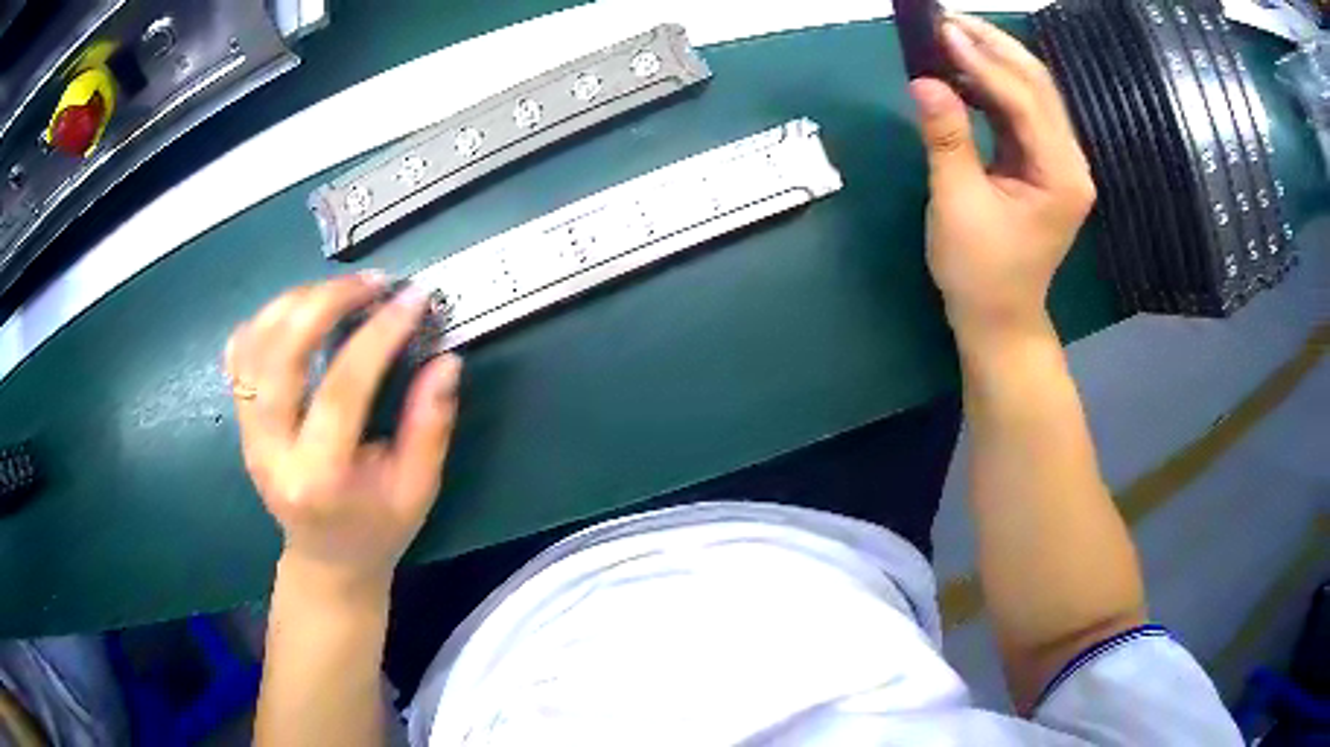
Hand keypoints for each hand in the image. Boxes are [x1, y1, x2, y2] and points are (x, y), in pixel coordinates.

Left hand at [225, 274, 462, 589]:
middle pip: (281, 354)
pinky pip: (239, 352)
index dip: (378, 336)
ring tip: (339, 290)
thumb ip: (430, 425)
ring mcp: (248, 432)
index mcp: (319, 477)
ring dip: (296, 301)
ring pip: (253, 343)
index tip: (412, 300)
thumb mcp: (418, 489)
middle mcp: (271, 450)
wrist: (326, 558)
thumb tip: (446, 360)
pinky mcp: (241, 420)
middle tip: (370, 283)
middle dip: (326, 301)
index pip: (342, 389)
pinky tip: (300, 312)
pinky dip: (266, 318)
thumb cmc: (377, 529)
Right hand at [912, 14, 1095, 344]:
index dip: (982, 61)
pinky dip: (992, 86)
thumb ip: (946, 138)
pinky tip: (963, 71)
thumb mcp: (957, 205)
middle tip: (947, 19)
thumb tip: (924, 81)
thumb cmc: (980, 273)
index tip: (941, 30)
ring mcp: (1059, 161)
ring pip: (1031, 93)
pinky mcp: (1042, 163)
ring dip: (992, 60)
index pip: (1024, 100)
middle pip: (1037, 85)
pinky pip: (1020, 111)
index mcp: (1060, 175)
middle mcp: (1069, 161)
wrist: (1000, 317)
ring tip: (950, 35)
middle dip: (993, 46)